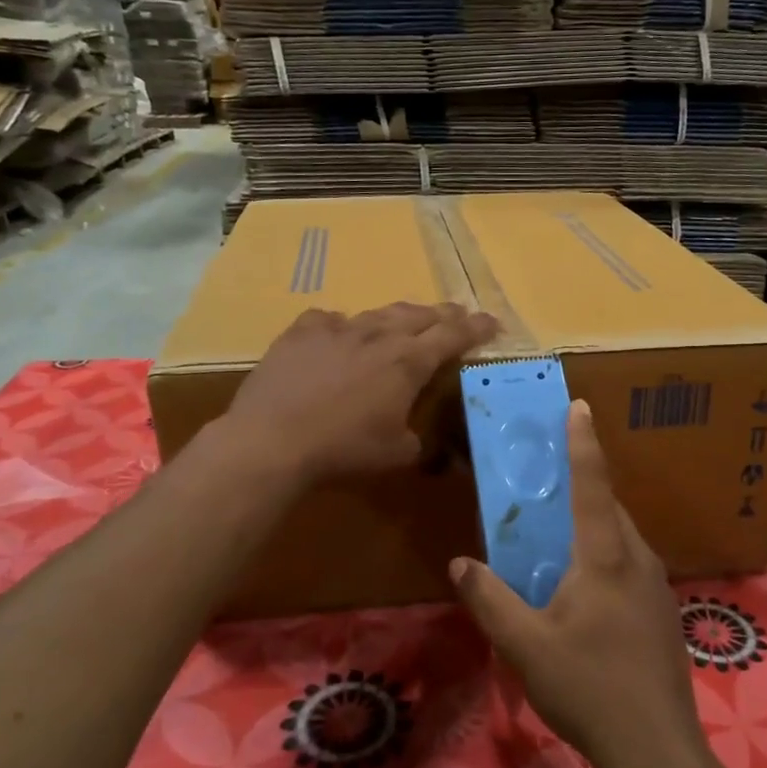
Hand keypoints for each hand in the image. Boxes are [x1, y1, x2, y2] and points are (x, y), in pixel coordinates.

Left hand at [223, 302, 497, 484]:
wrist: (273, 439)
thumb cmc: (344, 449)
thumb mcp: (397, 454)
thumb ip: (421, 442)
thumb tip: (432, 447)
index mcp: (409, 362)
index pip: (453, 335)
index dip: (476, 328)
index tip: (493, 322)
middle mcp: (378, 335)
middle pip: (420, 315)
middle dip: (444, 314)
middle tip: (458, 315)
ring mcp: (338, 328)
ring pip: (378, 313)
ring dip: (399, 316)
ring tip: (406, 320)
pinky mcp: (302, 331)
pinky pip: (330, 320)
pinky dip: (344, 325)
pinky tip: (340, 333)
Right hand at [451, 401, 708, 767]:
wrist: (658, 749)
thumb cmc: (589, 689)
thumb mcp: (525, 646)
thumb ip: (490, 600)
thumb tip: (461, 564)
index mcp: (605, 556)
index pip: (592, 484)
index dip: (583, 442)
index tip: (578, 405)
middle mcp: (637, 559)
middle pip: (608, 508)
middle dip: (580, 485)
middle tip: (546, 479)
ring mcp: (656, 586)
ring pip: (620, 538)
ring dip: (591, 525)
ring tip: (555, 536)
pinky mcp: (662, 612)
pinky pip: (628, 565)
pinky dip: (603, 555)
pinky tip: (581, 590)